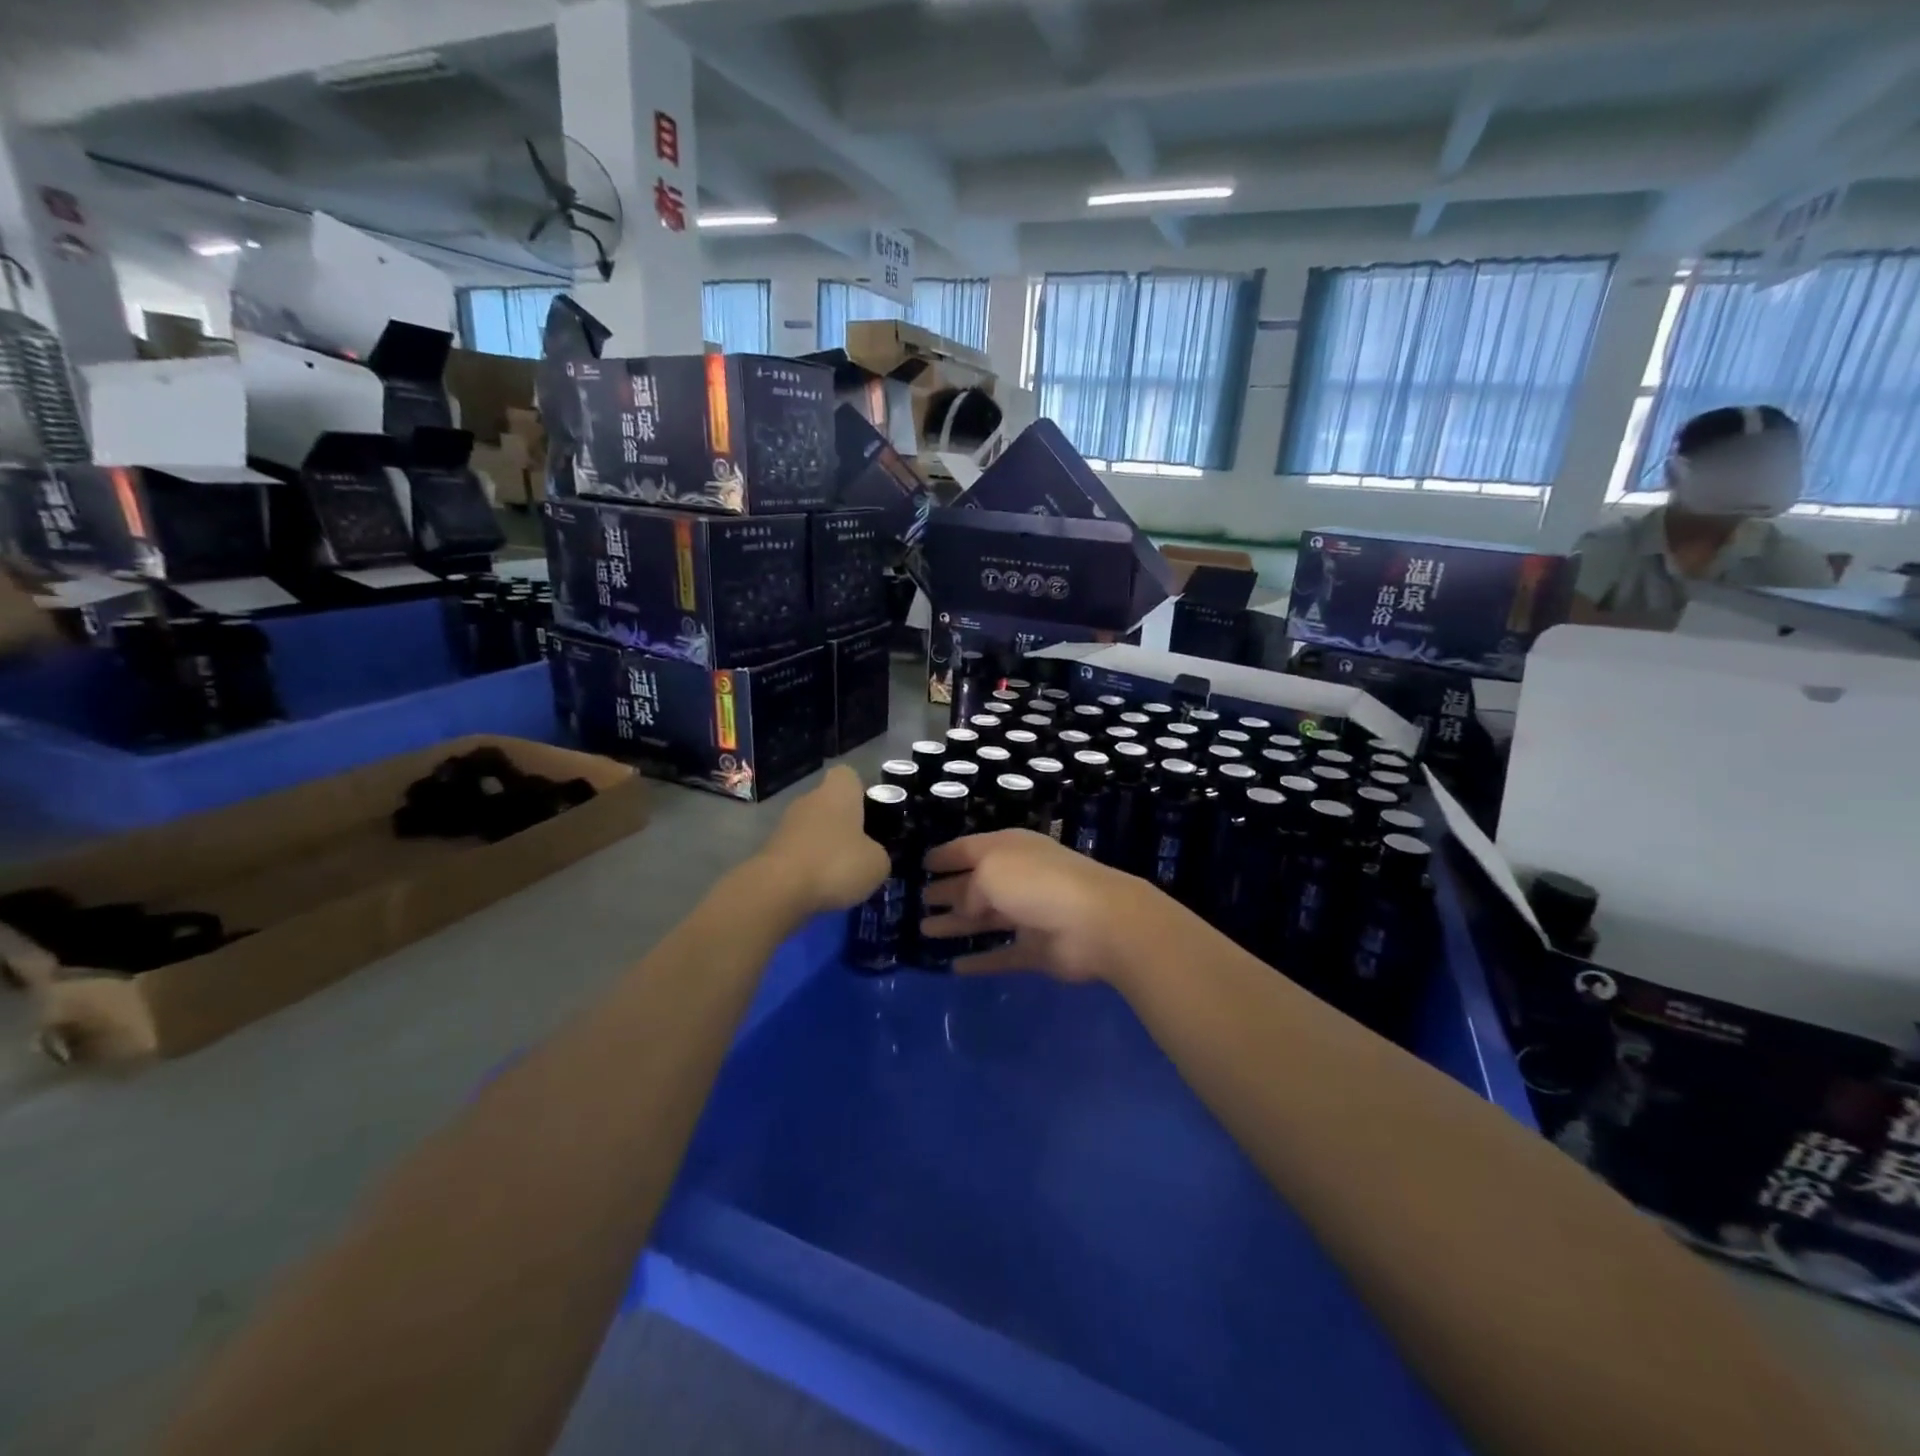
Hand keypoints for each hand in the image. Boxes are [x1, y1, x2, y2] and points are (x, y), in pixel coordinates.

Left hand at [755, 766, 889, 913]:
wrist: (779, 889)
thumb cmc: (836, 863)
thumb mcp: (877, 864)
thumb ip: (878, 853)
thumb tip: (871, 856)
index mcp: (838, 791)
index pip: (848, 776)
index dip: (861, 792)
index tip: (870, 814)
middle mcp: (809, 799)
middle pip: (829, 804)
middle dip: (843, 824)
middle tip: (860, 851)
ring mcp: (786, 823)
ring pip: (813, 828)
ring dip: (825, 847)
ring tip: (841, 875)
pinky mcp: (770, 849)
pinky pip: (798, 852)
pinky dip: (808, 866)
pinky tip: (818, 887)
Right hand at [920, 830, 1159, 982]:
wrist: (1098, 922)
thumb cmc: (1038, 883)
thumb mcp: (991, 871)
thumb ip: (969, 887)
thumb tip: (965, 905)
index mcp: (1008, 849)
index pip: (968, 849)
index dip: (944, 856)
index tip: (922, 864)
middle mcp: (1017, 878)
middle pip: (974, 885)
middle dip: (947, 892)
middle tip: (918, 902)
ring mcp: (1028, 915)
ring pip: (985, 920)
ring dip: (956, 924)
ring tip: (924, 932)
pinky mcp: (1037, 950)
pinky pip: (1001, 955)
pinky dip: (981, 961)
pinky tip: (954, 968)